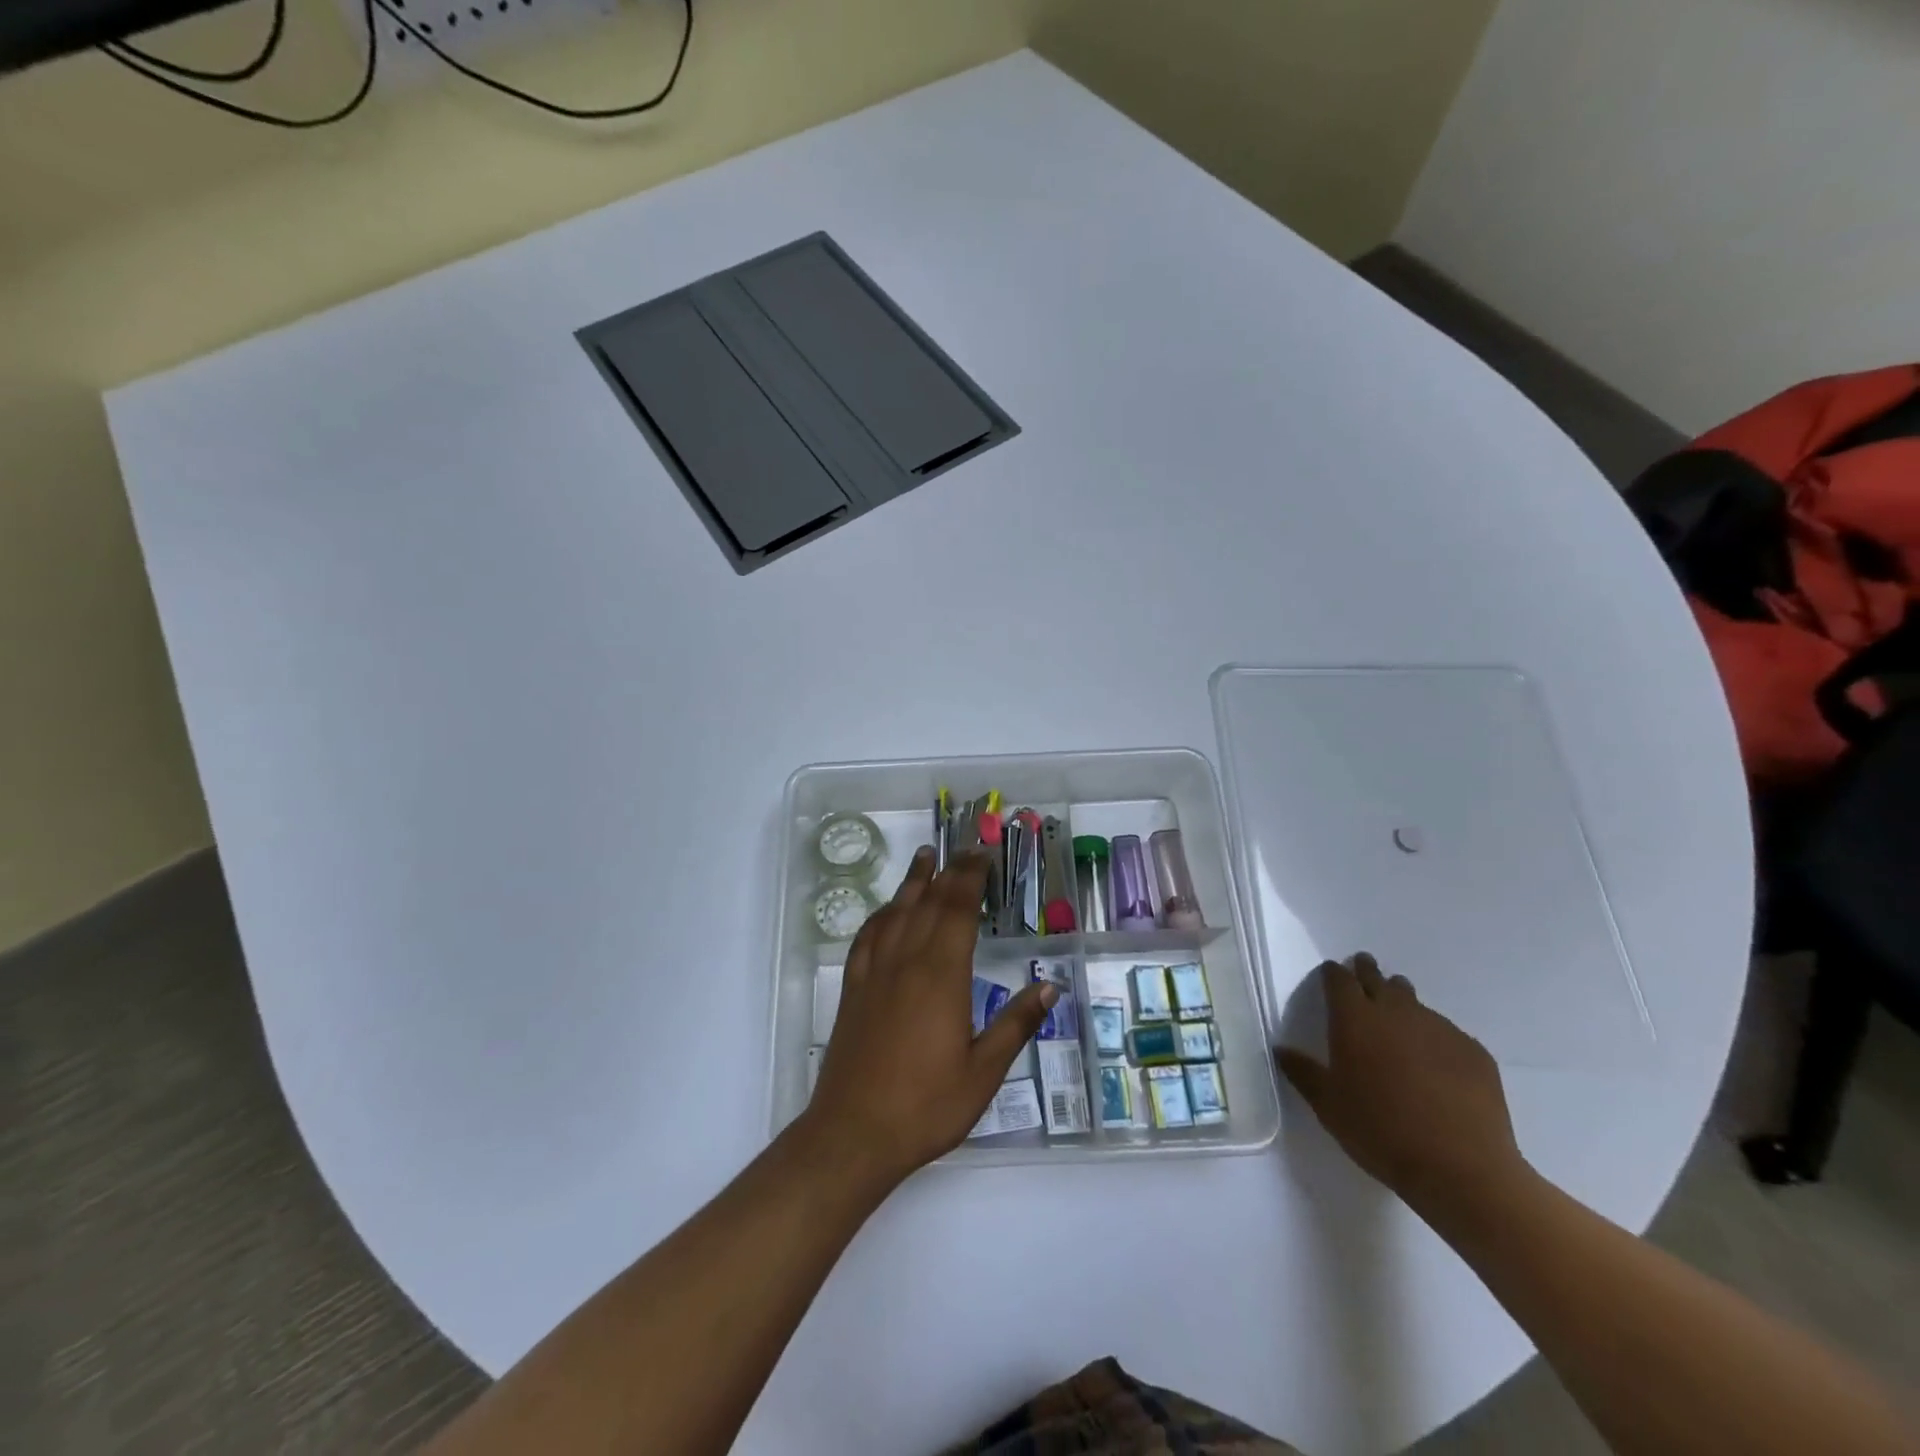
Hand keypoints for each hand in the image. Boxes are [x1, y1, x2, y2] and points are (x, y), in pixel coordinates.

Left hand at [802, 848, 1055, 1186]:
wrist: (853, 1133)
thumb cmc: (926, 1105)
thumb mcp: (983, 1072)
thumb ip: (1016, 1025)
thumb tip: (1050, 987)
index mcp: (941, 975)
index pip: (958, 909)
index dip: (971, 877)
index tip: (983, 854)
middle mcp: (906, 961)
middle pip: (929, 902)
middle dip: (949, 871)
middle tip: (965, 849)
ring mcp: (875, 973)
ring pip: (896, 912)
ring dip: (913, 881)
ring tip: (924, 856)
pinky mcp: (853, 989)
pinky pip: (867, 937)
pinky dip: (881, 914)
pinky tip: (887, 911)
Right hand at [1279, 954, 1526, 1221]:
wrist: (1461, 1169)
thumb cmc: (1380, 1132)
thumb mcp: (1328, 1106)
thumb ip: (1303, 1072)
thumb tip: (1281, 1050)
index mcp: (1354, 1019)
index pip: (1339, 979)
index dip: (1333, 974)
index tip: (1330, 975)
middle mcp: (1396, 1012)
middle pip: (1378, 978)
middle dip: (1367, 973)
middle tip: (1363, 975)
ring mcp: (1439, 1028)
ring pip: (1414, 1003)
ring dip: (1401, 1004)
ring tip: (1398, 1024)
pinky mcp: (1473, 1051)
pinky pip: (1446, 1033)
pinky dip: (1434, 1039)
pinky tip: (1435, 1066)